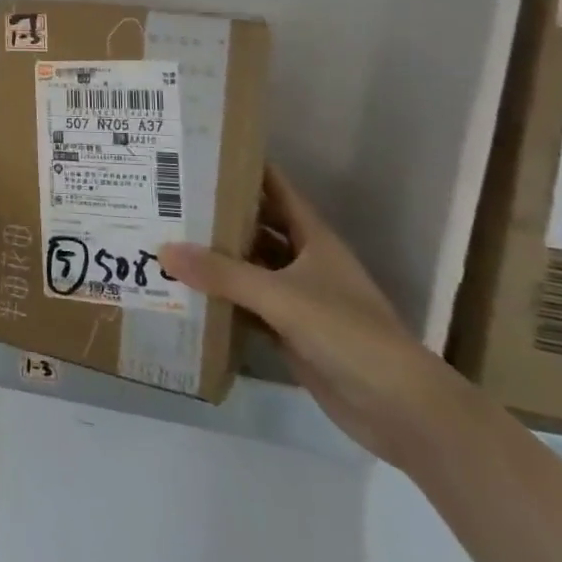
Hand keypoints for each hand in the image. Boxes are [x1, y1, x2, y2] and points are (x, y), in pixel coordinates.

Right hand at [160, 165, 470, 469]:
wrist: (398, 408)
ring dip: (216, 260)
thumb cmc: (347, 333)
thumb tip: (163, 250)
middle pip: (258, 228)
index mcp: (314, 239)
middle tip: (169, 200)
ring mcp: (299, 299)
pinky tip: (186, 293)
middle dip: (219, 215)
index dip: (245, 168)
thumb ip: (222, 273)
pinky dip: (221, 300)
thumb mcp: (280, 295)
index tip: (202, 152)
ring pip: (250, 269)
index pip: (276, 189)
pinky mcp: (290, 333)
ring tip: (167, 241)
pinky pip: (248, 307)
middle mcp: (305, 262)